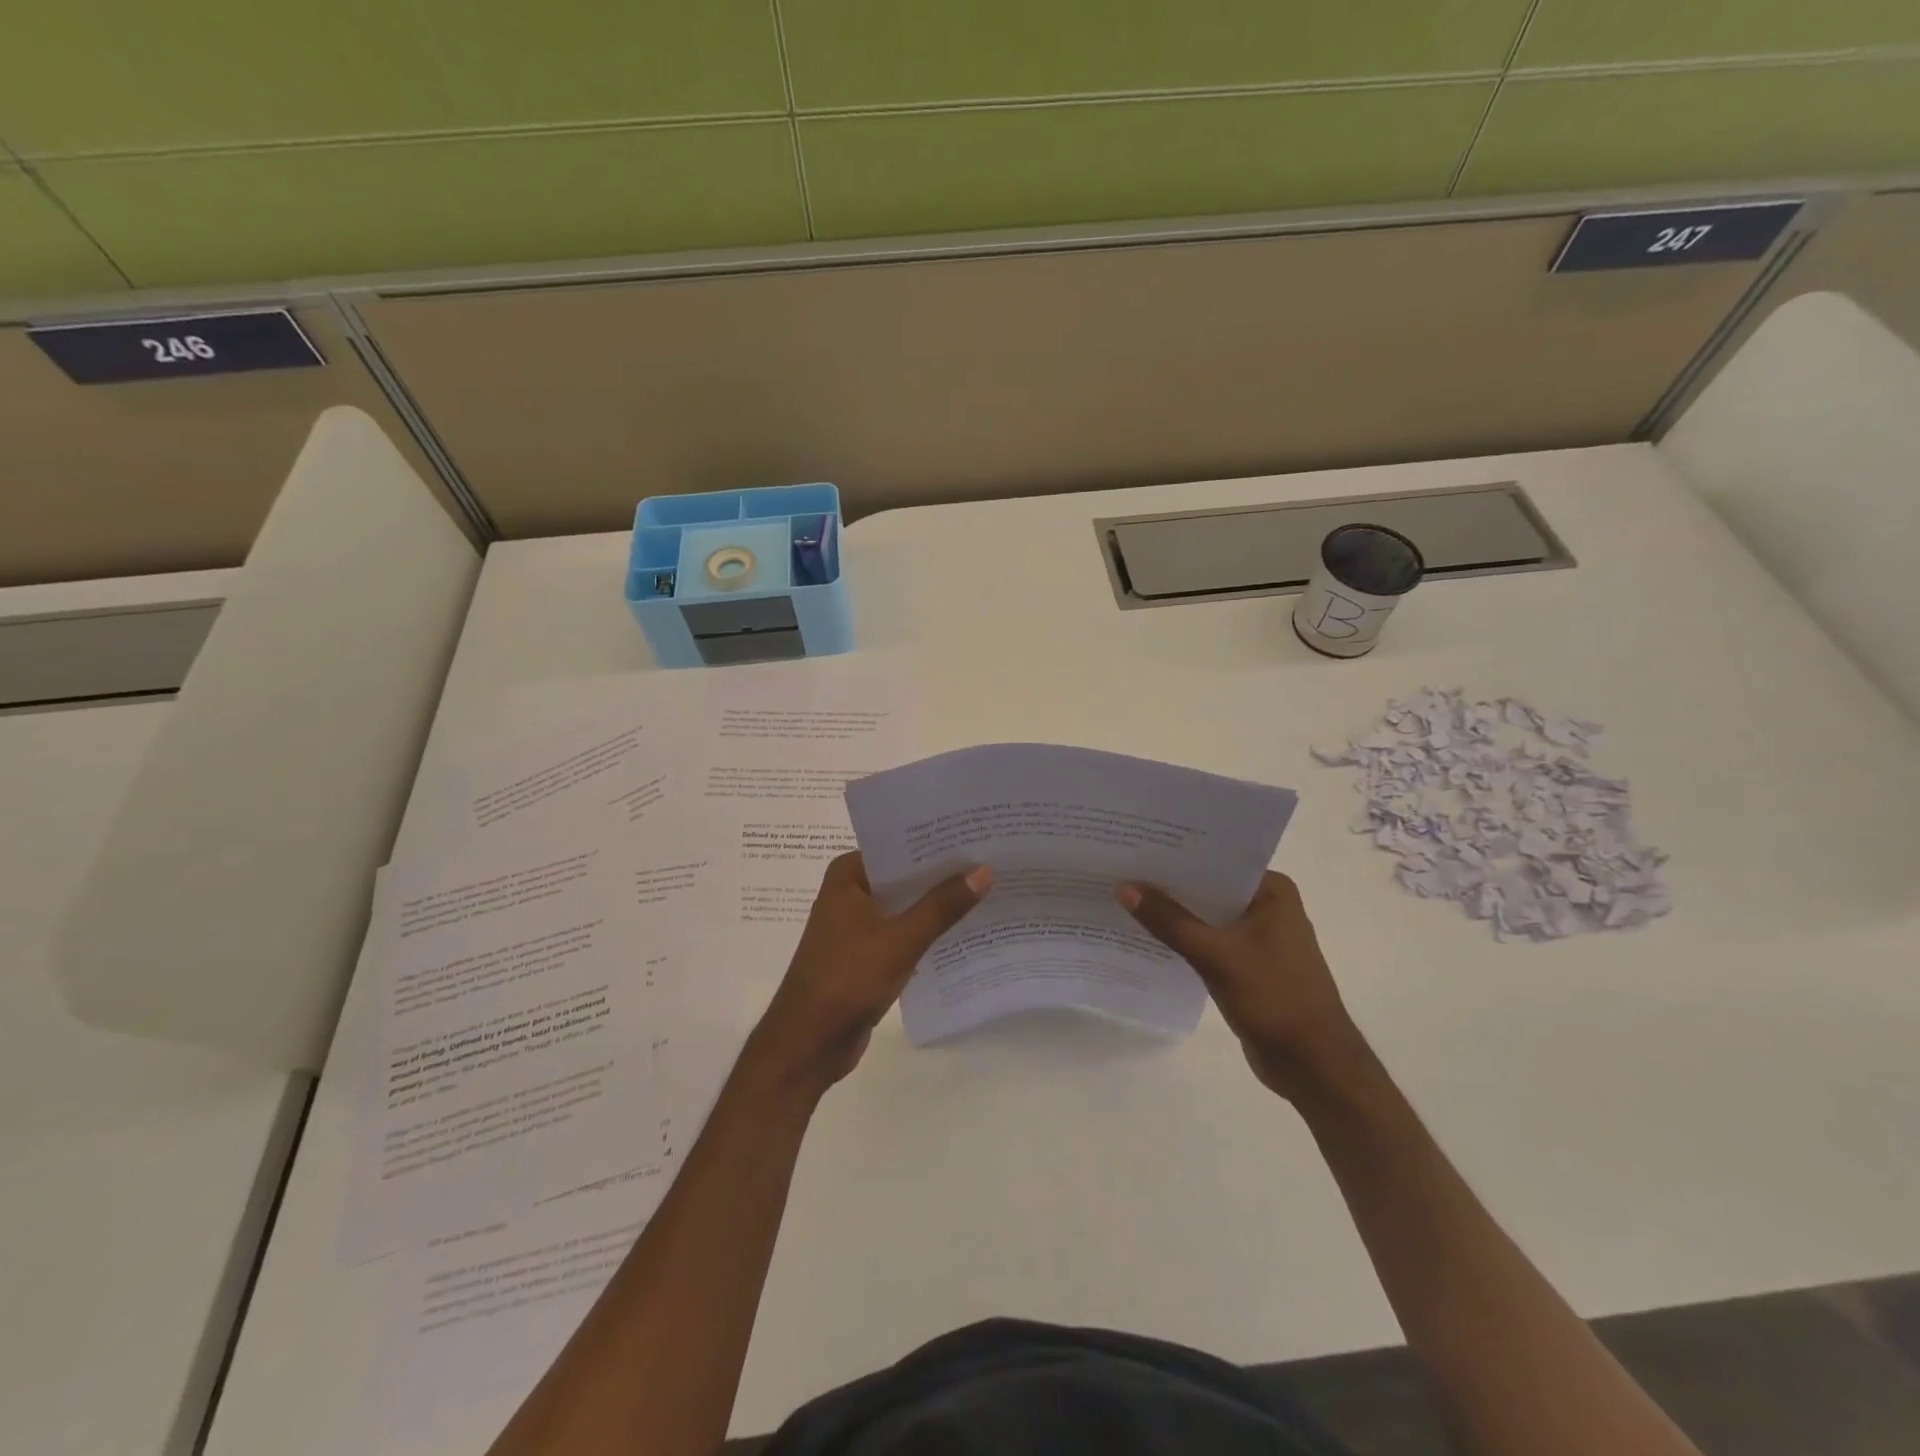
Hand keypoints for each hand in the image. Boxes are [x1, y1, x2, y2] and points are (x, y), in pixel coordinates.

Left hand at [749, 852, 992, 1090]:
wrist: (807, 1045)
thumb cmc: (846, 981)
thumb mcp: (900, 941)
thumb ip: (942, 906)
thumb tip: (983, 870)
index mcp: (849, 875)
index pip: (899, 845)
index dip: (937, 841)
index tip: (978, 833)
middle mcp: (851, 892)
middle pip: (905, 874)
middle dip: (944, 872)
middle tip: (993, 860)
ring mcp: (857, 924)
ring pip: (906, 904)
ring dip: (938, 903)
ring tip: (989, 890)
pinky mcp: (866, 953)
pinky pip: (904, 931)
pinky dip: (928, 930)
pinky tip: (965, 929)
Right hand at [1117, 871, 1367, 1100]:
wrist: (1314, 1066)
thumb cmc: (1274, 998)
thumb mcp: (1215, 955)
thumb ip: (1169, 921)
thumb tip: (1124, 887)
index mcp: (1272, 891)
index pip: (1217, 861)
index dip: (1176, 855)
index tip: (1136, 846)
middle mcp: (1267, 906)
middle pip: (1208, 888)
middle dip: (1169, 884)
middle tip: (1121, 869)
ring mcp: (1259, 938)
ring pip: (1206, 916)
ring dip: (1173, 913)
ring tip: (1124, 897)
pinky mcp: (1248, 965)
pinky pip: (1208, 942)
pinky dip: (1183, 939)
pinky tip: (1147, 936)